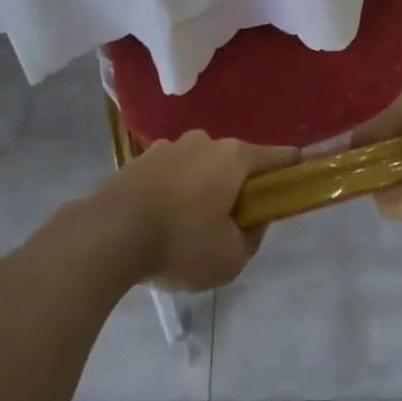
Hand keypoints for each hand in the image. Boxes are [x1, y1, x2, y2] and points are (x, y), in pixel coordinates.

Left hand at [97, 131, 298, 291]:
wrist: (108, 233)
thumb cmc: (179, 242)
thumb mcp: (230, 259)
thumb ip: (251, 239)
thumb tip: (251, 223)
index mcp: (234, 157)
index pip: (277, 156)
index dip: (290, 171)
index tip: (293, 187)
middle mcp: (205, 141)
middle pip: (235, 162)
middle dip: (237, 188)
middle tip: (230, 225)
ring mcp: (169, 146)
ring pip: (200, 167)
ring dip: (202, 190)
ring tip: (187, 229)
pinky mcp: (140, 159)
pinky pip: (170, 174)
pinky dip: (173, 192)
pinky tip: (160, 223)